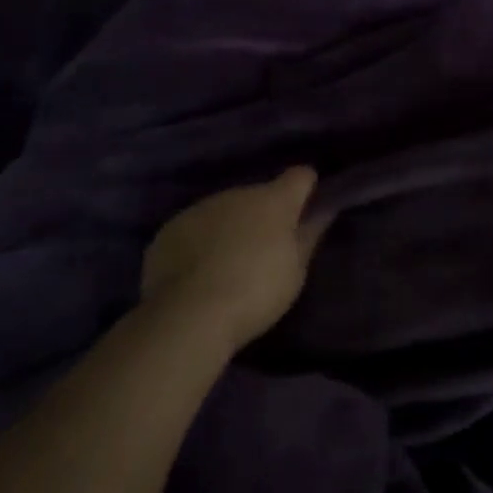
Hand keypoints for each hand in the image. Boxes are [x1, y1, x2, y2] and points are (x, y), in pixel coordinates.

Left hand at [142, 168, 328, 349]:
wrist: (189, 315)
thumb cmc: (256, 291)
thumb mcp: (296, 270)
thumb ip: (309, 235)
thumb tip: (324, 211)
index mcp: (274, 200)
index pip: (301, 176)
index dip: (307, 190)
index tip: (307, 211)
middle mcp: (237, 194)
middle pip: (259, 195)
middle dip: (263, 215)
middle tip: (264, 251)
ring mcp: (199, 209)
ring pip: (224, 211)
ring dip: (231, 227)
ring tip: (228, 265)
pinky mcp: (169, 230)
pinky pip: (194, 229)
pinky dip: (200, 242)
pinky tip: (198, 272)